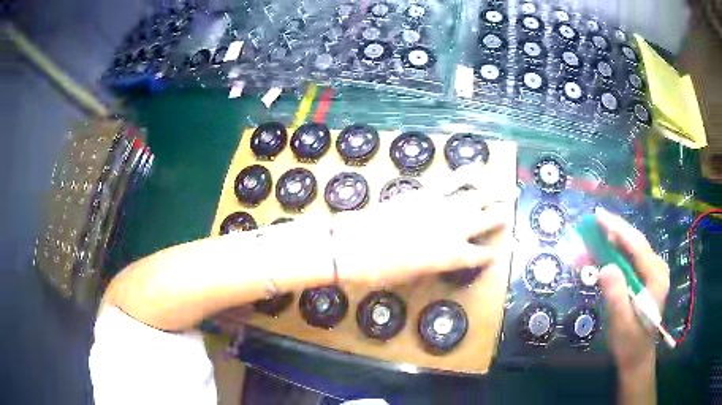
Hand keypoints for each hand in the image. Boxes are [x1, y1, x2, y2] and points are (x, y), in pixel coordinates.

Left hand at [332, 164, 517, 285]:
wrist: (357, 247)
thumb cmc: (384, 272)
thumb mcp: (413, 275)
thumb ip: (433, 265)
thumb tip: (441, 258)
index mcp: (453, 257)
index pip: (480, 256)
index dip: (490, 255)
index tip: (498, 252)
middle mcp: (456, 231)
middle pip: (485, 222)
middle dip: (500, 216)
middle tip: (511, 210)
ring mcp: (443, 209)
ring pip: (476, 198)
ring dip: (494, 193)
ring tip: (507, 189)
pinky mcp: (427, 194)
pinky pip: (451, 181)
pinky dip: (465, 174)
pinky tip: (477, 168)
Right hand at [595, 208, 669, 371]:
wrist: (637, 357)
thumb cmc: (629, 343)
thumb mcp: (621, 324)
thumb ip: (616, 296)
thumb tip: (605, 267)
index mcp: (656, 277)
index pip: (636, 246)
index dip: (617, 229)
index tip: (598, 216)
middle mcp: (657, 268)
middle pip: (635, 242)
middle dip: (615, 230)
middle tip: (594, 221)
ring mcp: (653, 272)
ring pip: (633, 248)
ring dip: (614, 241)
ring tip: (596, 235)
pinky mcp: (647, 278)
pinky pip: (631, 259)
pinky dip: (617, 253)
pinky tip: (606, 252)